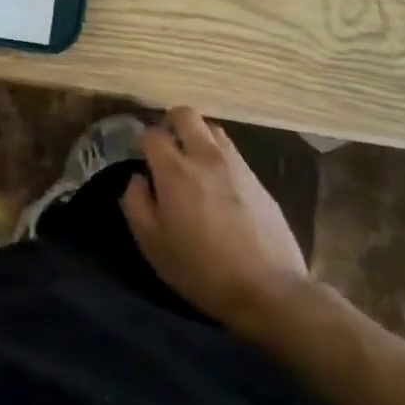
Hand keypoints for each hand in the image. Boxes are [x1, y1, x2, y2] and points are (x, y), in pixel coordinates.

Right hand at [122, 108, 312, 337]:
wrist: (269, 289)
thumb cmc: (202, 270)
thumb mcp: (154, 246)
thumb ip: (136, 205)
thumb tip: (138, 179)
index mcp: (175, 171)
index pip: (153, 134)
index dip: (143, 140)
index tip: (142, 156)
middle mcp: (205, 157)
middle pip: (186, 115)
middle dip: (171, 122)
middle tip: (167, 145)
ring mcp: (236, 165)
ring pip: (212, 129)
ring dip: (198, 136)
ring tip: (193, 162)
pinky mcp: (258, 179)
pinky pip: (233, 153)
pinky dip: (219, 157)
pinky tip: (219, 185)